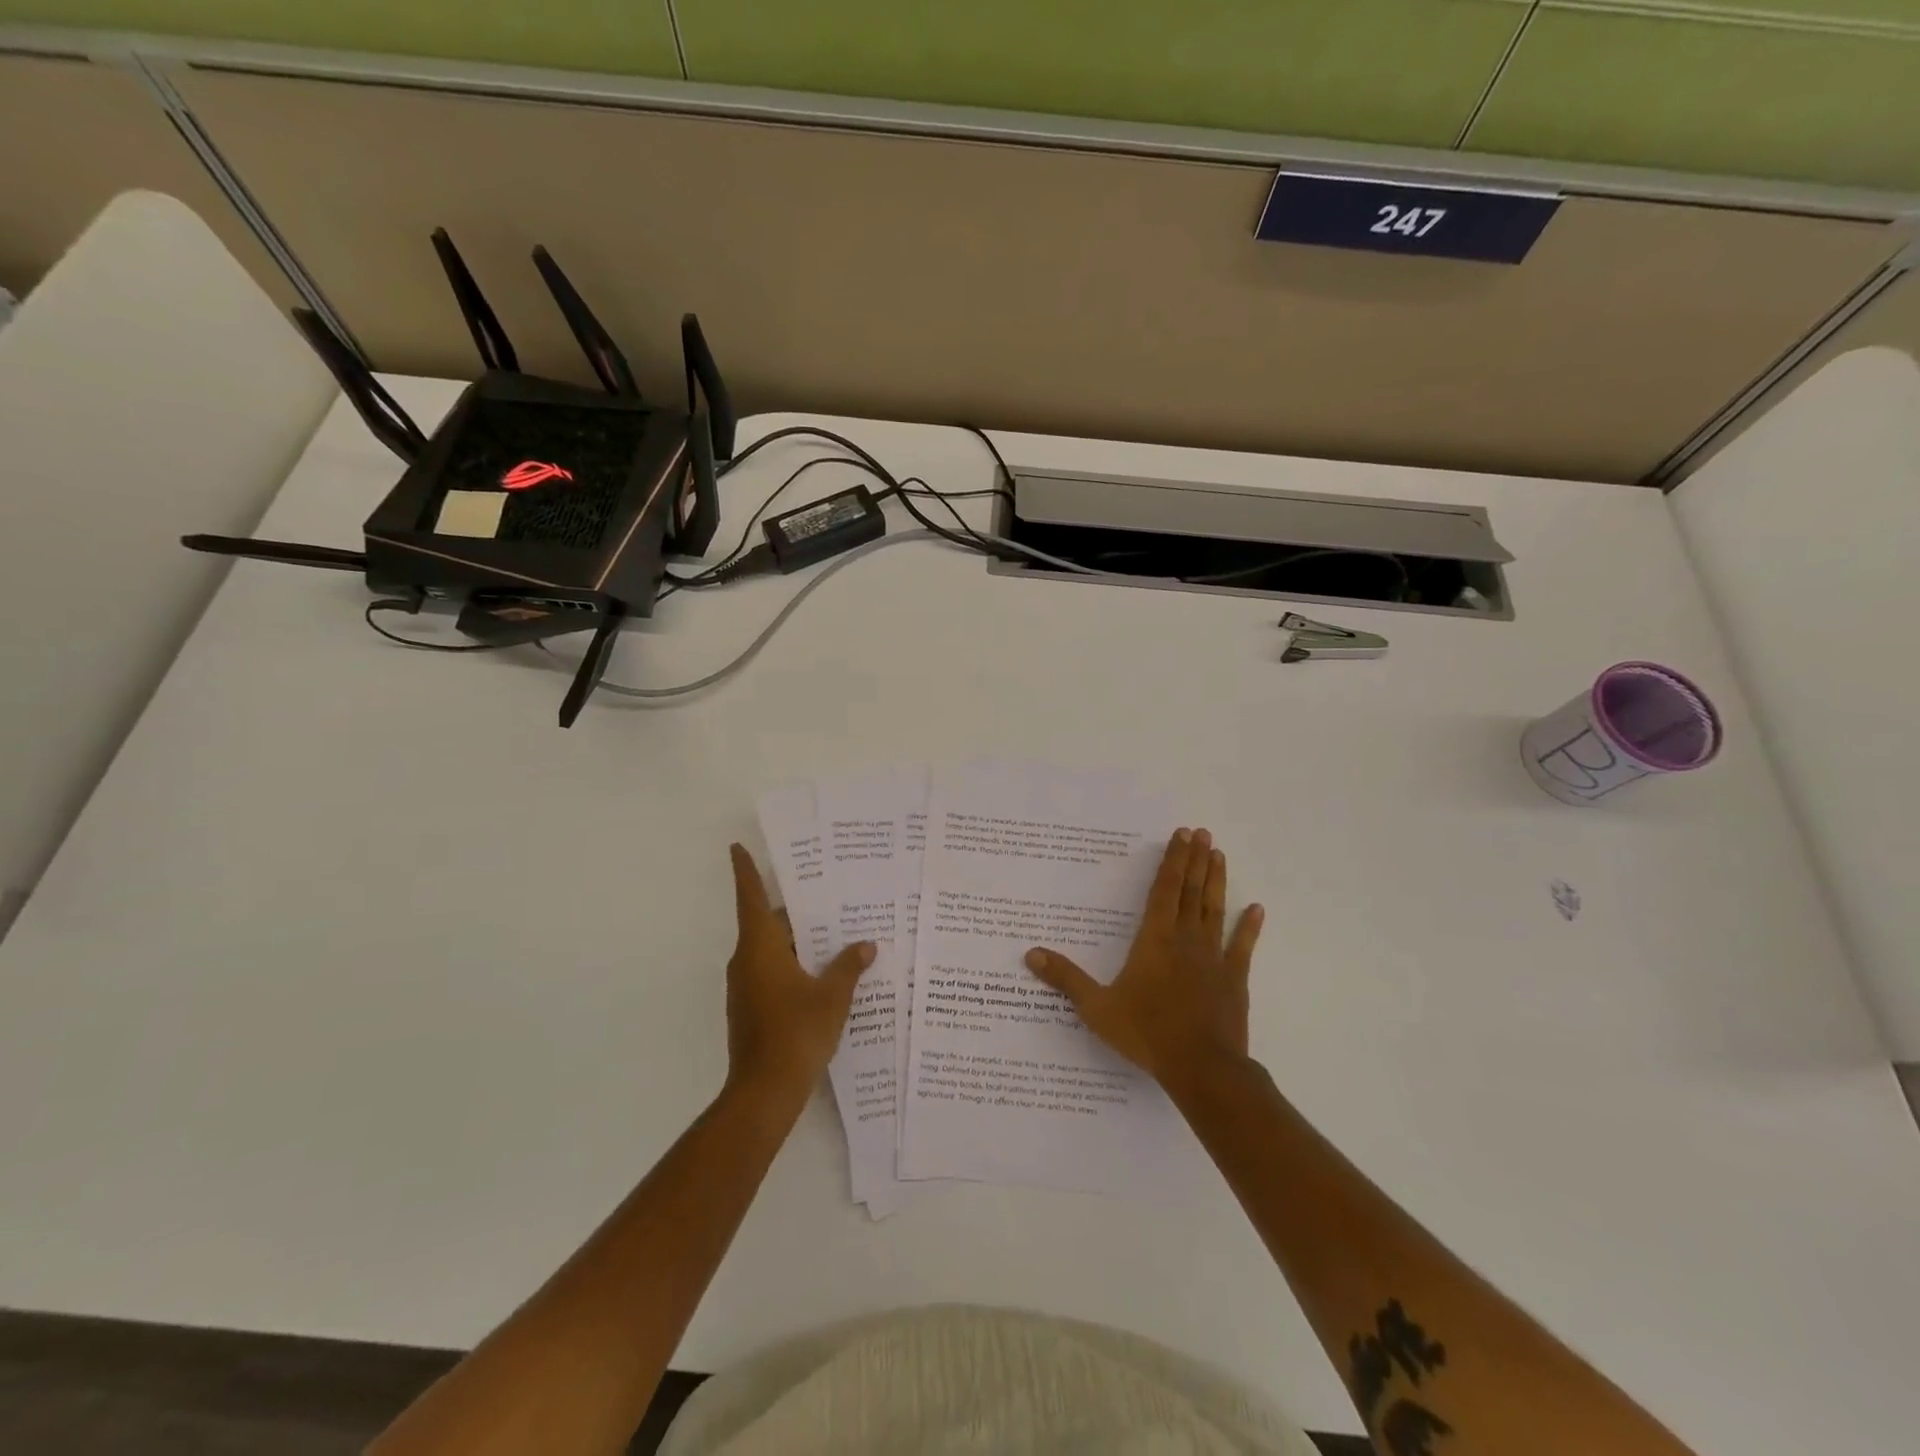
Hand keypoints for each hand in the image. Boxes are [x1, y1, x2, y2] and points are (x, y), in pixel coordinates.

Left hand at [723, 844, 873, 1112]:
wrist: (764, 1093)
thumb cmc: (796, 1033)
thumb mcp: (832, 996)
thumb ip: (849, 966)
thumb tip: (865, 945)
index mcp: (760, 948)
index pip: (751, 898)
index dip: (745, 871)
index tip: (737, 847)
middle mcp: (747, 961)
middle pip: (767, 923)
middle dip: (794, 908)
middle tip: (826, 890)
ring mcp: (746, 987)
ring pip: (772, 949)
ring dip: (798, 938)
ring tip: (835, 928)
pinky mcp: (752, 1008)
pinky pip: (773, 971)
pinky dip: (795, 963)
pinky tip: (825, 970)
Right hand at [1025, 828, 1262, 1090]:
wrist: (1201, 1067)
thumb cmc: (1146, 1033)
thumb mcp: (1097, 1007)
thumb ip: (1066, 978)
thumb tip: (1031, 954)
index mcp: (1154, 940)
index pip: (1163, 890)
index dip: (1171, 861)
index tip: (1181, 835)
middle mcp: (1185, 940)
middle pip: (1190, 891)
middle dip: (1194, 860)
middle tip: (1202, 832)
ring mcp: (1213, 958)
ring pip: (1214, 910)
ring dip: (1216, 881)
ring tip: (1219, 854)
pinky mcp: (1233, 979)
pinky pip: (1242, 946)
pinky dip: (1249, 927)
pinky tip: (1256, 909)